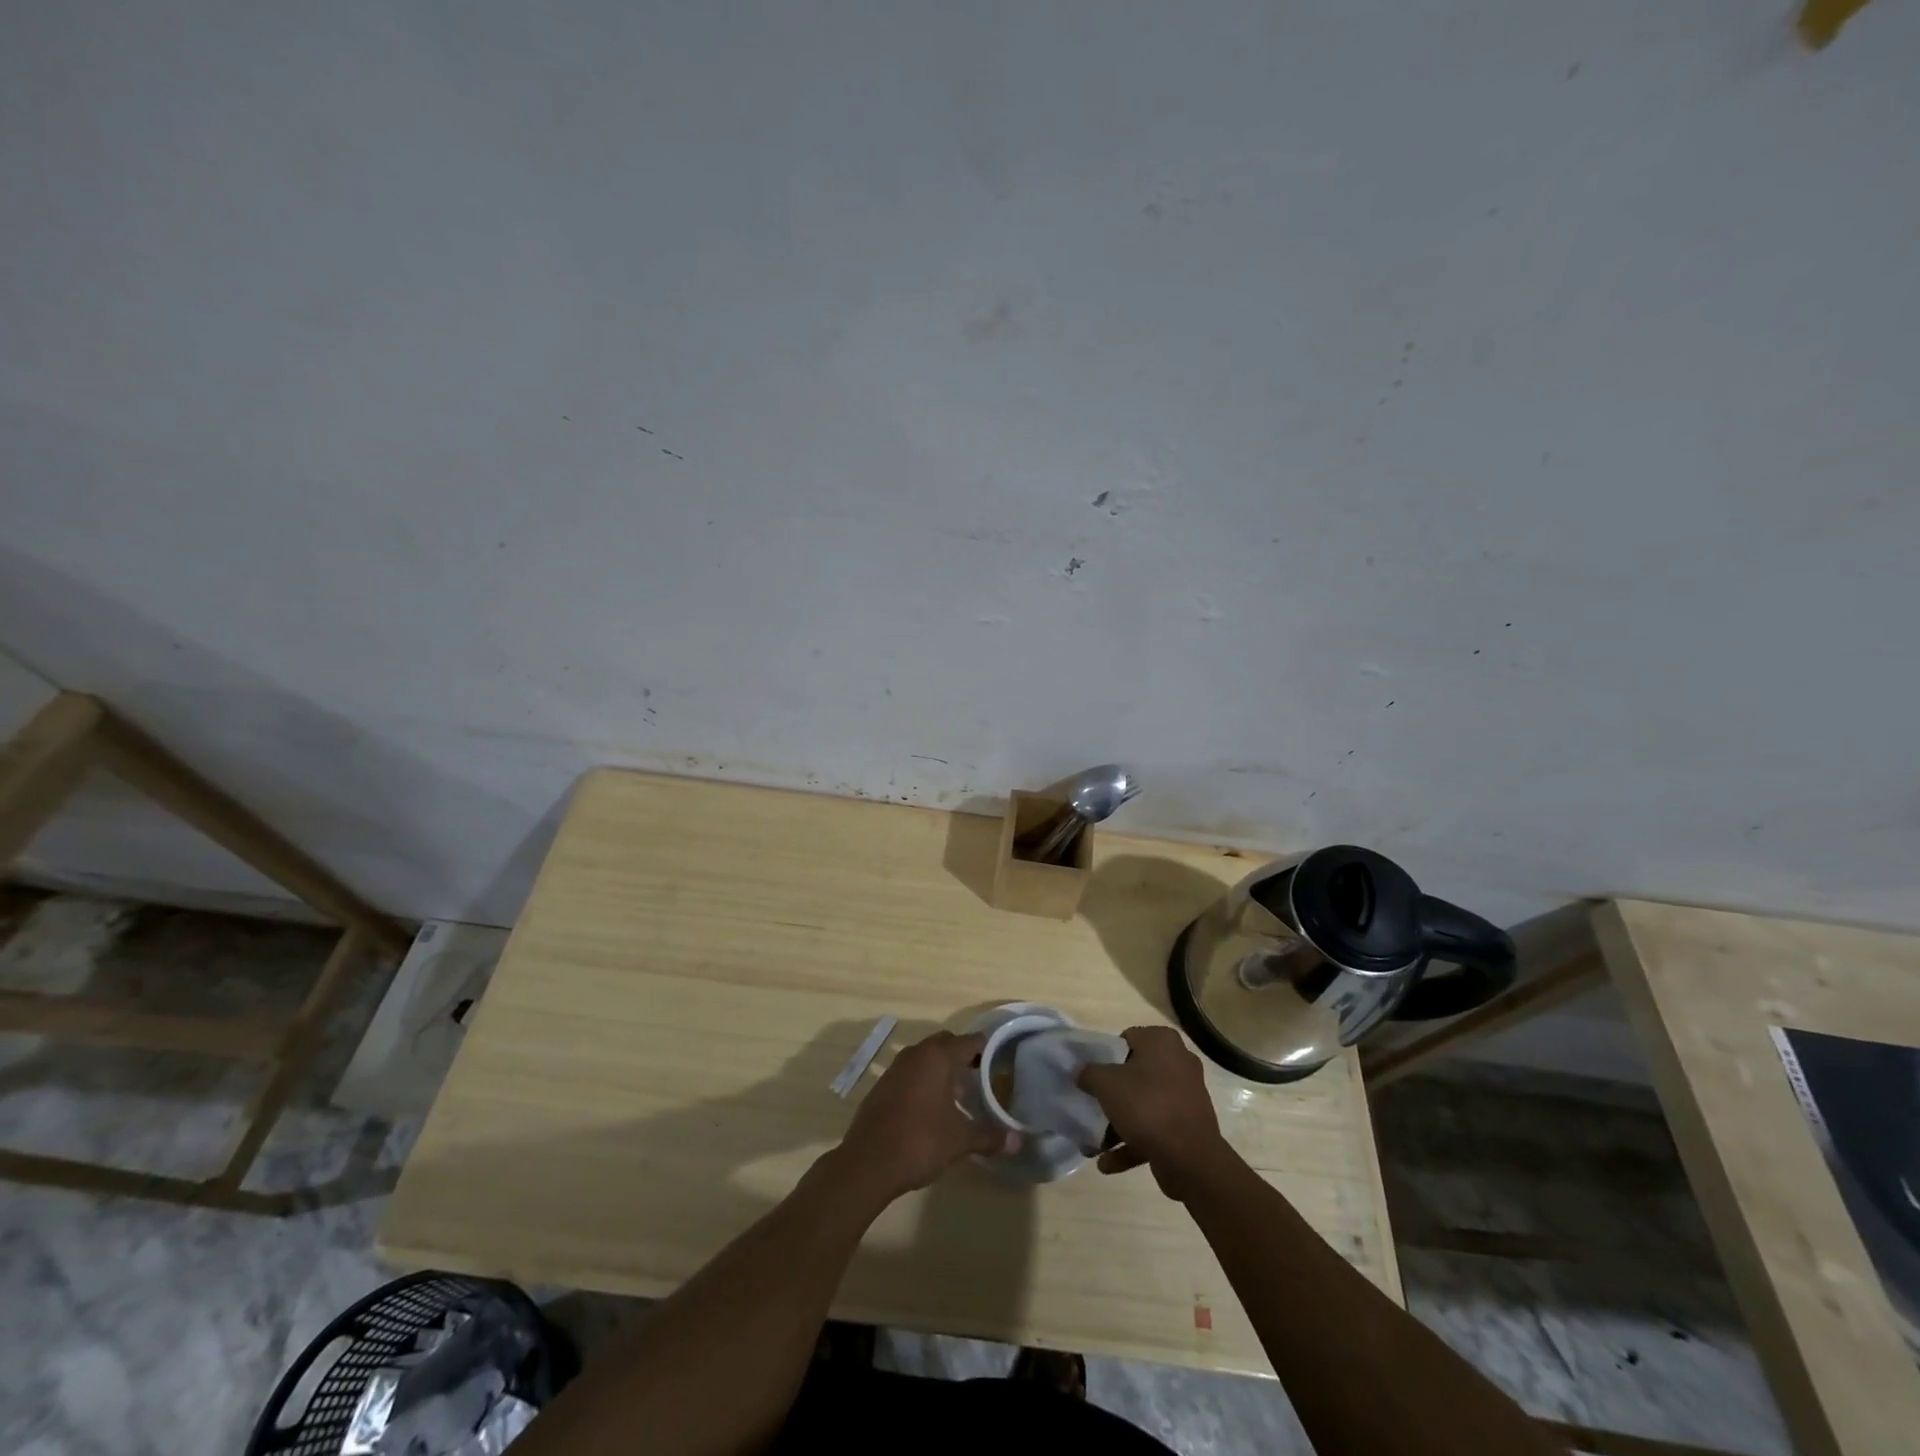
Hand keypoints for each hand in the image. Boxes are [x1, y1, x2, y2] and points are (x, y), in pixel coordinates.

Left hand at [833, 1030, 1010, 1205]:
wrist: (868, 1163)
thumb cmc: (920, 1142)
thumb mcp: (960, 1140)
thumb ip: (989, 1136)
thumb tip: (1017, 1141)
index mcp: (938, 1057)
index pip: (969, 1041)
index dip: (986, 1049)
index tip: (999, 1060)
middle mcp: (916, 1054)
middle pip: (946, 1044)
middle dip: (963, 1056)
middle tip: (980, 1076)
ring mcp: (895, 1068)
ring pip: (925, 1057)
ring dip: (941, 1069)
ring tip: (958, 1094)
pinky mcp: (882, 1085)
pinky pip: (910, 1072)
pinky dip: (923, 1080)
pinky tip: (931, 1107)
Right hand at [1078, 1026, 1231, 1200]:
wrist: (1190, 1159)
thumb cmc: (1146, 1106)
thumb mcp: (1106, 1084)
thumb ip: (1089, 1073)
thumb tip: (1080, 1072)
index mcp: (1162, 1042)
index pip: (1127, 1038)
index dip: (1107, 1055)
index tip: (1093, 1074)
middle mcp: (1179, 1063)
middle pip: (1135, 1074)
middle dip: (1113, 1094)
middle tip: (1093, 1105)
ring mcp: (1186, 1097)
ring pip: (1145, 1104)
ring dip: (1119, 1123)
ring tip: (1094, 1142)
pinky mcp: (1188, 1127)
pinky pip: (1155, 1128)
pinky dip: (1133, 1142)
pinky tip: (1107, 1162)